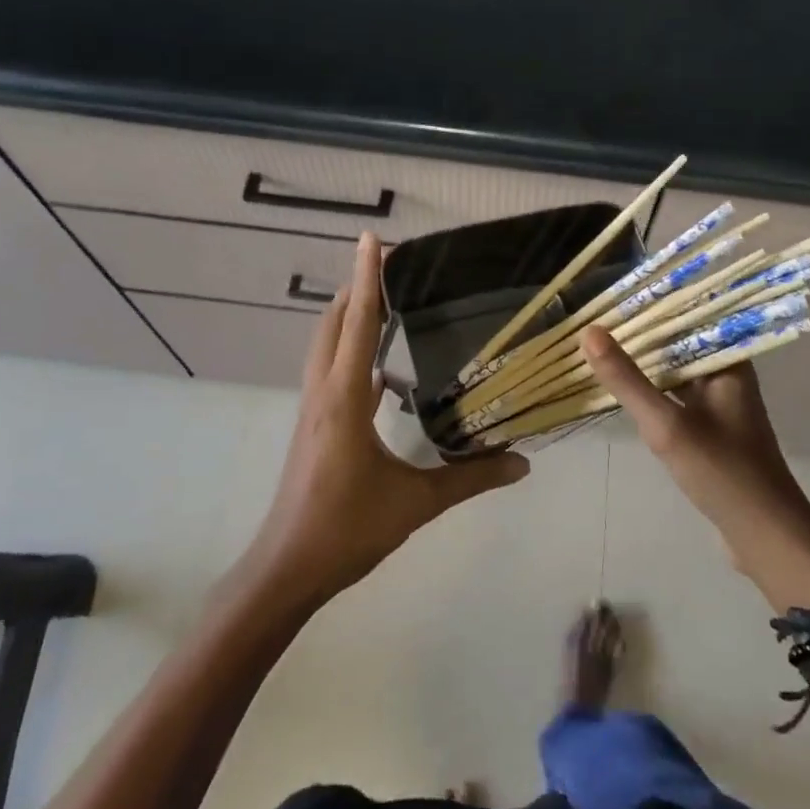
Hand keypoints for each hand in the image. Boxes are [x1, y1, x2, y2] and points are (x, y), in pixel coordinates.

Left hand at [250, 234, 528, 607]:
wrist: (287, 568)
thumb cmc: (346, 529)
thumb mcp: (415, 504)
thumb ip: (470, 479)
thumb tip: (522, 464)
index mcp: (345, 399)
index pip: (357, 324)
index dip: (366, 279)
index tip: (372, 240)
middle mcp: (324, 393)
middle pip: (333, 324)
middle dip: (355, 288)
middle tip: (387, 264)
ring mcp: (314, 409)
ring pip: (326, 346)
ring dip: (347, 316)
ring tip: (379, 300)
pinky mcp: (314, 426)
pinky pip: (330, 371)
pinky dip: (349, 351)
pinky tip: (377, 367)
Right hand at [581, 328, 809, 606]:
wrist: (764, 537)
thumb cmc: (722, 472)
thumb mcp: (667, 424)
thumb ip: (627, 379)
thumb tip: (589, 331)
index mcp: (728, 361)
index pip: (688, 313)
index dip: (651, 301)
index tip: (611, 293)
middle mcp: (727, 373)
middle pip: (680, 340)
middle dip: (641, 330)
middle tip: (595, 317)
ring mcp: (720, 402)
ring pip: (676, 369)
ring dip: (645, 360)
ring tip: (600, 344)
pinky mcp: (712, 428)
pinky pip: (677, 395)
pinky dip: (652, 388)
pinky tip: (624, 388)